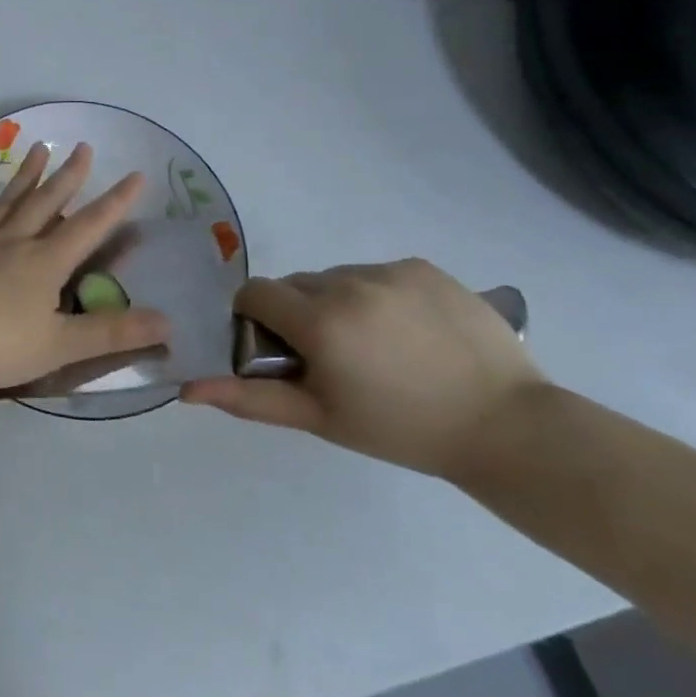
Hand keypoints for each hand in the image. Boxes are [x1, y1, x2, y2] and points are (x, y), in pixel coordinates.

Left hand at [0, 142, 170, 403]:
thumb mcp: (61, 346)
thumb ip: (112, 334)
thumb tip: (168, 322)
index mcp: (45, 264)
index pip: (89, 227)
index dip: (116, 202)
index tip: (135, 175)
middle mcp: (13, 243)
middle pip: (46, 204)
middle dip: (69, 176)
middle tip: (83, 147)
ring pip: (6, 203)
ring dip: (24, 177)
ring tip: (38, 149)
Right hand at [180, 258, 543, 478]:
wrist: (508, 428)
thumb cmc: (401, 429)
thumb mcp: (319, 417)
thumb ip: (249, 398)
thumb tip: (187, 388)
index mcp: (319, 321)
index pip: (255, 293)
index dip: (257, 319)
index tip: (282, 350)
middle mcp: (348, 283)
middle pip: (295, 284)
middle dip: (299, 312)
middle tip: (333, 356)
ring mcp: (390, 271)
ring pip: (336, 277)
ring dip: (338, 302)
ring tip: (377, 345)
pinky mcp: (424, 267)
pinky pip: (377, 273)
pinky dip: (378, 295)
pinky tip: (408, 331)